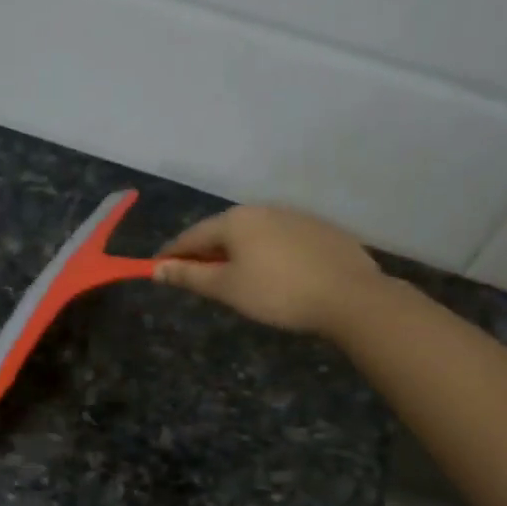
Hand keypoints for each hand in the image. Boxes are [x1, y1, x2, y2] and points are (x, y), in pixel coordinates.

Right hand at [154, 204, 388, 337]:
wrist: (351, 296)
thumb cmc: (278, 293)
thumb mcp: (227, 288)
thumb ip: (189, 276)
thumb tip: (157, 268)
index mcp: (235, 220)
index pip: (191, 236)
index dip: (171, 254)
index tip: (156, 269)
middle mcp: (263, 209)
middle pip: (222, 231)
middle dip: (204, 253)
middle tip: (195, 278)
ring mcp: (295, 216)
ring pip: (252, 234)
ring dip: (236, 253)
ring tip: (233, 279)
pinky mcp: (320, 230)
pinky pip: (279, 239)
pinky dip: (265, 254)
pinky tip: (273, 275)